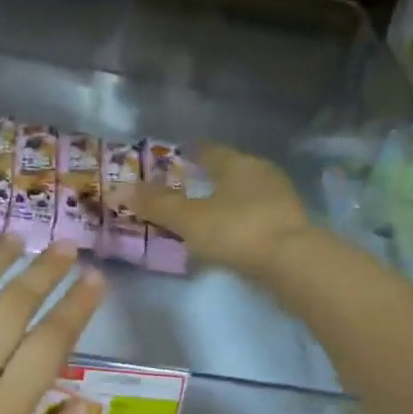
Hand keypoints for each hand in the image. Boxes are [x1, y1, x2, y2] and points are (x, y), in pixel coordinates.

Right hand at [132, 145, 312, 279]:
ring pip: (247, 192)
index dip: (192, 151)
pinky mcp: (291, 225)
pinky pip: (258, 214)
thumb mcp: (189, 219)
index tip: (179, 153)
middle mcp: (262, 173)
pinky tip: (232, 231)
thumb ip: (156, 204)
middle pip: (231, 169)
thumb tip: (118, 189)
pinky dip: (242, 218)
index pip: (210, 150)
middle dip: (212, 175)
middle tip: (191, 182)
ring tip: (209, 209)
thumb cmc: (237, 230)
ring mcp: (281, 199)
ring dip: (228, 198)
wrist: (293, 263)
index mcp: (237, 164)